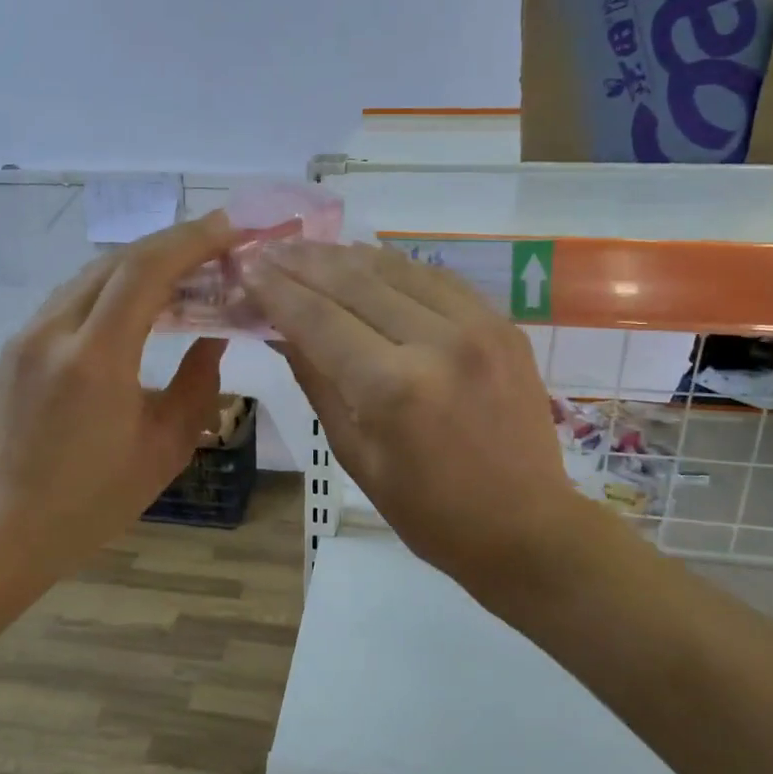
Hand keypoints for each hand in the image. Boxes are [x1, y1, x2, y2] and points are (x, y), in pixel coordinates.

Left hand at [0, 212, 236, 570]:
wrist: (12, 528)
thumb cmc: (98, 499)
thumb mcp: (166, 446)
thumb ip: (198, 383)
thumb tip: (215, 336)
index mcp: (95, 360)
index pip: (144, 271)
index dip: (192, 241)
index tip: (231, 230)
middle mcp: (53, 332)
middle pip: (117, 261)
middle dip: (173, 244)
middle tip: (219, 245)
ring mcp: (27, 336)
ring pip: (91, 274)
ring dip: (142, 263)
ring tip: (188, 269)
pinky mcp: (17, 346)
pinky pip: (72, 297)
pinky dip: (113, 287)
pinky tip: (141, 303)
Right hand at [245, 242, 579, 599]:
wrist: (525, 527)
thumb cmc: (428, 511)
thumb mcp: (355, 455)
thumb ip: (317, 382)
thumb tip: (280, 330)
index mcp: (392, 388)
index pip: (318, 319)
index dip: (277, 290)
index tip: (247, 269)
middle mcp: (436, 342)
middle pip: (354, 281)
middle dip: (303, 261)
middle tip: (269, 247)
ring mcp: (477, 326)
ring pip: (396, 269)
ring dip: (346, 255)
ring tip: (308, 246)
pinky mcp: (503, 324)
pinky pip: (438, 279)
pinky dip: (396, 266)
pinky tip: (367, 260)